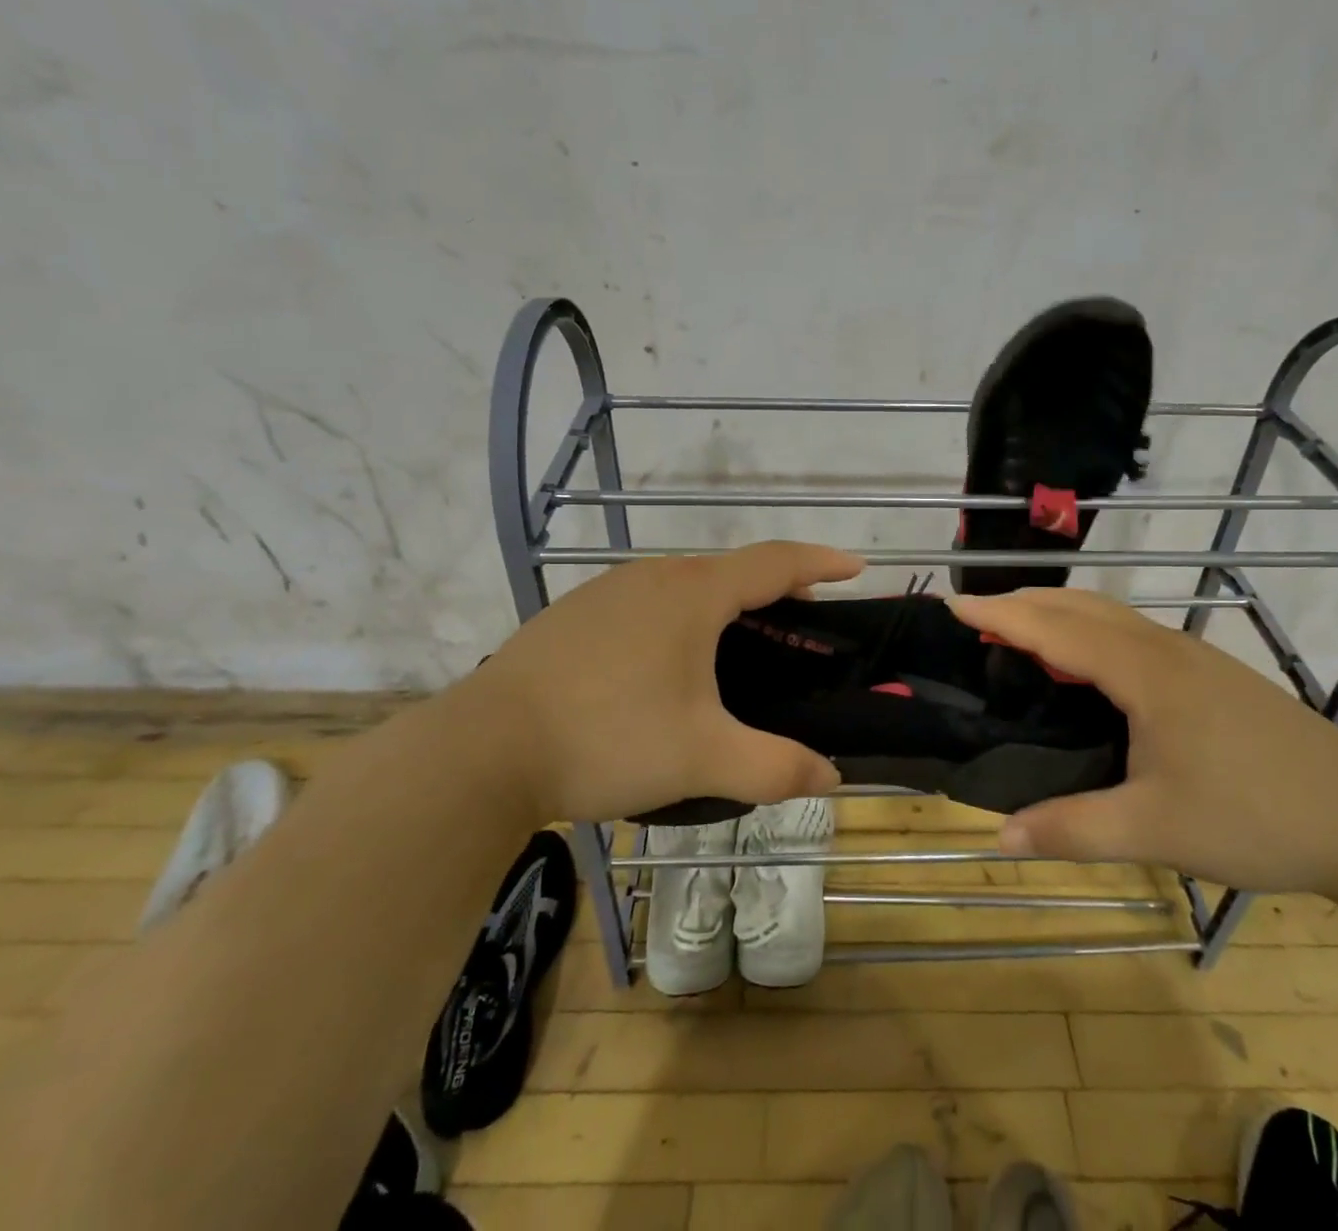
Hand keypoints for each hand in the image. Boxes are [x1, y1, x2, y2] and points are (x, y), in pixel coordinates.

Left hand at [448, 542, 863, 822]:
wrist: (481, 751)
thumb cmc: (607, 738)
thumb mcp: (702, 759)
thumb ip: (775, 768)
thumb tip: (831, 777)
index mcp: (694, 594)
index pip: (776, 561)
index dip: (822, 561)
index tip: (856, 567)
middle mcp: (653, 577)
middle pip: (731, 571)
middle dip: (776, 590)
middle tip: (803, 624)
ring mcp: (607, 592)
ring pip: (685, 586)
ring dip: (724, 606)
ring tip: (741, 647)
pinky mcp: (574, 616)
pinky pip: (647, 604)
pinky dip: (679, 619)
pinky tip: (667, 666)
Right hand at [947, 588, 1337, 897]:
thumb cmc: (1258, 815)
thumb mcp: (1157, 830)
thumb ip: (1073, 829)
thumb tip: (999, 837)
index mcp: (1144, 672)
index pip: (1055, 629)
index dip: (1000, 615)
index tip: (953, 603)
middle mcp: (1164, 648)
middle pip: (1080, 606)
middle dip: (1023, 602)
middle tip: (975, 616)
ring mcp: (1192, 656)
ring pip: (1109, 615)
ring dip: (1057, 612)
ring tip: (1017, 632)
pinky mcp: (1209, 673)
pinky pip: (1130, 633)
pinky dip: (1087, 630)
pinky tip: (1085, 665)